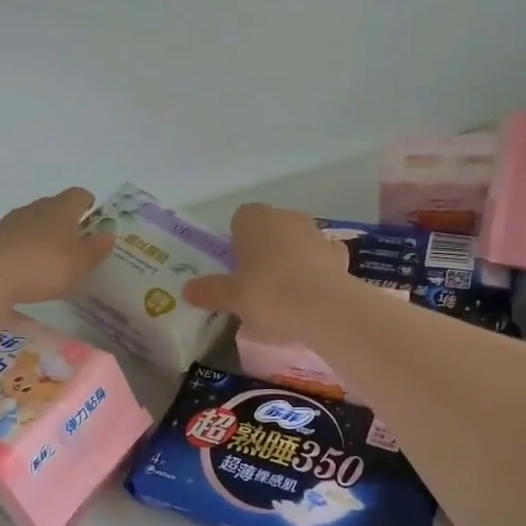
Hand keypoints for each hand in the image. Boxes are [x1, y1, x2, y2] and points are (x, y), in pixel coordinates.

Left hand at [0, 188, 115, 307]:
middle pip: (54, 207)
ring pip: (32, 224)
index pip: (78, 195)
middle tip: (75, 243)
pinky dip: (23, 251)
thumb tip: (107, 235)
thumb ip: (96, 249)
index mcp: (61, 208)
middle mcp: (35, 208)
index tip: (93, 216)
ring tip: (50, 260)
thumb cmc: (43, 266)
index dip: (87, 204)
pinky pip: (15, 241)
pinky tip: (26, 272)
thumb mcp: (80, 263)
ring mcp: (10, 223)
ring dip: (42, 237)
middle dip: (65, 222)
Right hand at [182, 204, 348, 338]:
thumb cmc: (268, 294)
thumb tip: (187, 290)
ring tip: (285, 290)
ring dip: (291, 256)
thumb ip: (209, 291)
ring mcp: (316, 232)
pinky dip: (316, 269)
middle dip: (264, 247)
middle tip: (256, 281)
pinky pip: (321, 256)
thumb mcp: (231, 297)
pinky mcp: (338, 253)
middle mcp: (285, 217)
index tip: (236, 267)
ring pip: (296, 240)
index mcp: (255, 219)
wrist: (325, 308)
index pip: (241, 218)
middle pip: (270, 227)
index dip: (237, 241)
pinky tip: (311, 293)